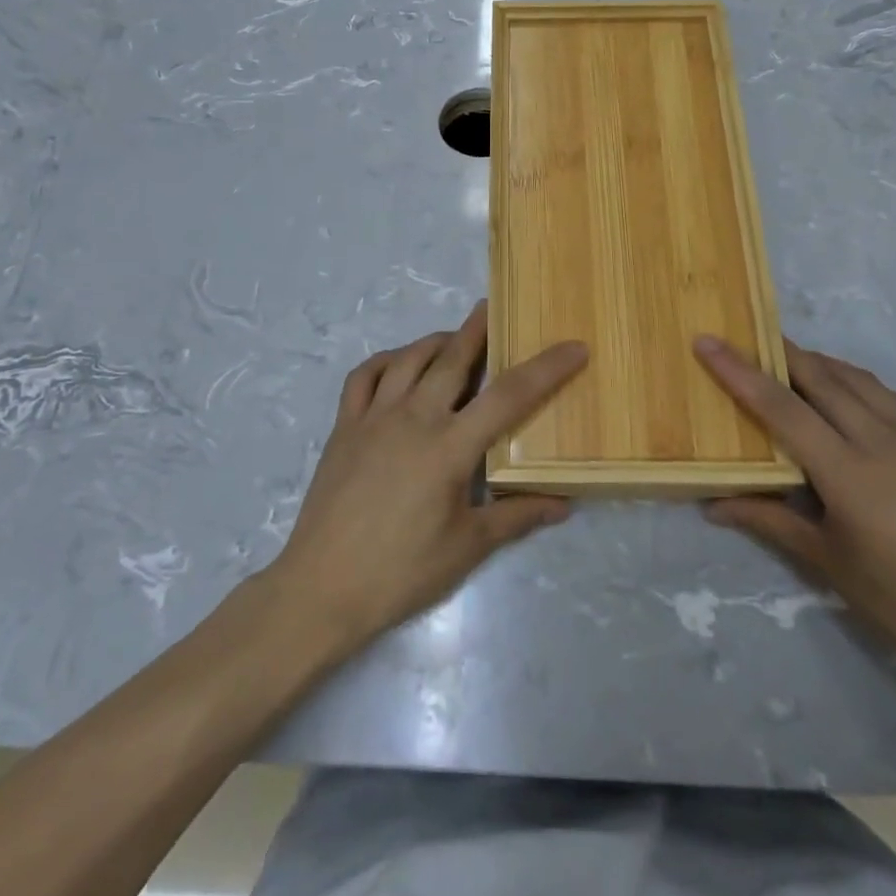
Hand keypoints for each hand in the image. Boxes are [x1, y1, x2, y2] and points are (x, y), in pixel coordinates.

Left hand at [267, 302, 586, 654]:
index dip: (546, 368)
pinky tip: (398, 364)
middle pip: (453, 358)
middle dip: (478, 329)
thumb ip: (517, 518)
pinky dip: (386, 360)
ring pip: (409, 358)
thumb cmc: (401, 571)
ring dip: (435, 341)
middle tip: (494, 308)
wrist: (321, 587)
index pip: (509, 396)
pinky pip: (364, 376)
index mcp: (449, 447)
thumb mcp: (467, 548)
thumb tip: (564, 504)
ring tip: (454, 338)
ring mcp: (374, 417)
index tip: (574, 347)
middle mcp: (413, 418)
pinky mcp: (345, 426)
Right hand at [695, 336, 895, 688]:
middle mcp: (885, 442)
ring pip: (860, 379)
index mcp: (850, 474)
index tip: (708, 342)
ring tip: (792, 363)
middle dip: (780, 352)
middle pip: (821, 377)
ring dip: (820, 364)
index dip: (740, 371)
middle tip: (748, 339)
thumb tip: (712, 504)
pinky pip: (894, 397)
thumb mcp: (826, 561)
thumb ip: (768, 520)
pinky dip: (860, 385)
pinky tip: (851, 398)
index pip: (782, 408)